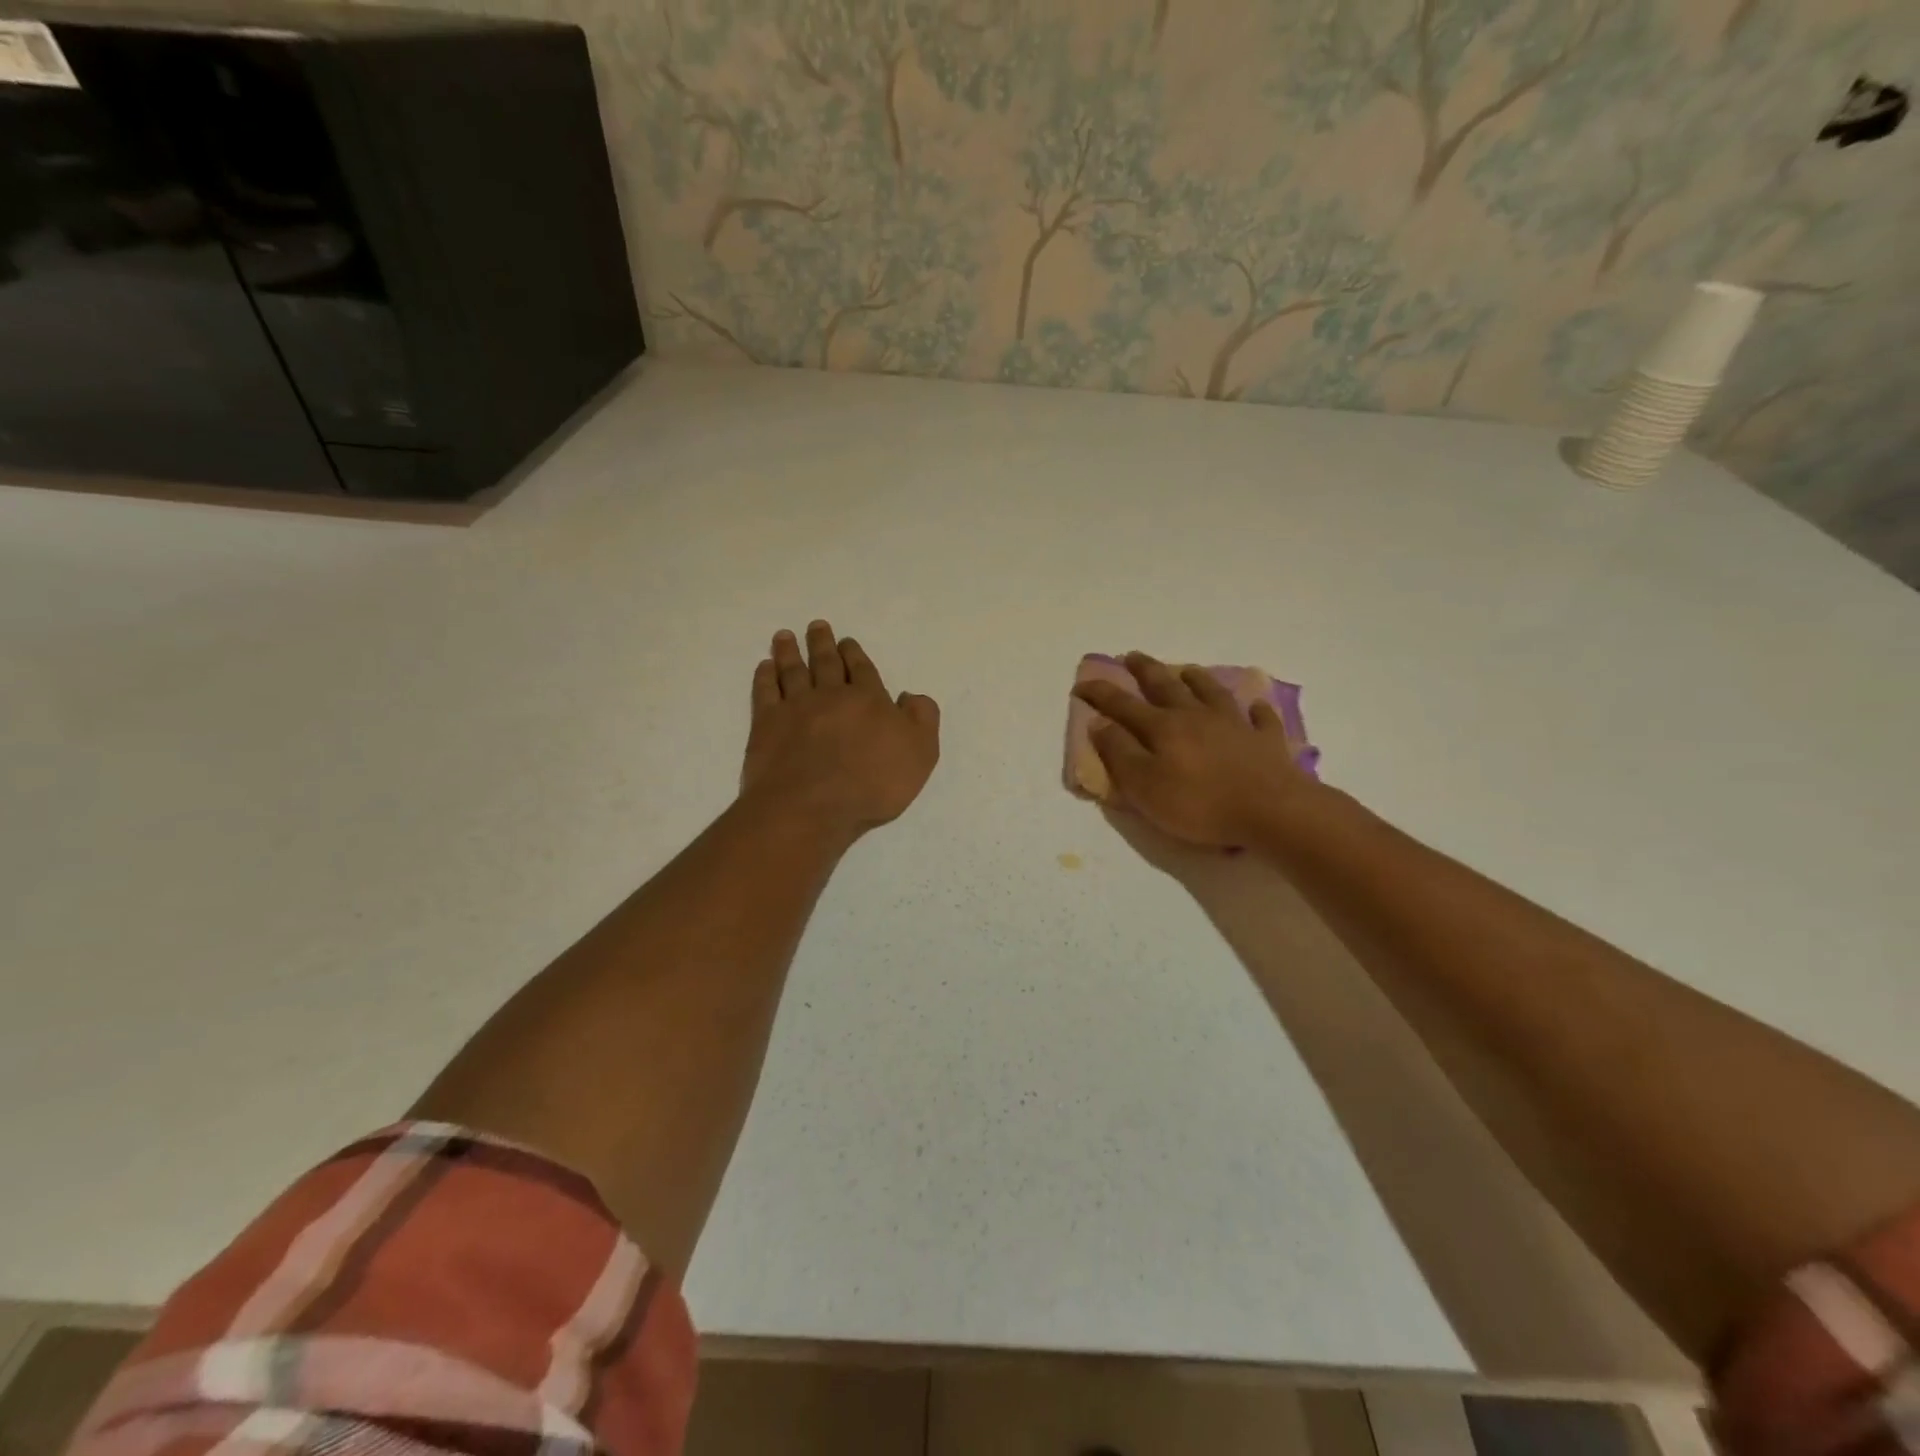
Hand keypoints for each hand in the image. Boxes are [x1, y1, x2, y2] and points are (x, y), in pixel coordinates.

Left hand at [740, 620, 940, 842]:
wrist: (812, 806)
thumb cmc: (872, 784)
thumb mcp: (920, 753)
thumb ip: (922, 719)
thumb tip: (909, 695)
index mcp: (869, 700)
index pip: (862, 670)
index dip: (854, 654)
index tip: (846, 641)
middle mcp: (831, 695)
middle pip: (826, 663)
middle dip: (822, 643)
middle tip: (815, 626)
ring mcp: (796, 707)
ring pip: (792, 671)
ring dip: (789, 652)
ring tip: (785, 636)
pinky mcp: (766, 724)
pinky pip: (765, 692)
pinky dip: (764, 677)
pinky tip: (764, 667)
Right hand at [1071, 652, 1317, 848]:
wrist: (1271, 810)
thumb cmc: (1199, 803)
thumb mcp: (1144, 785)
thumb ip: (1119, 752)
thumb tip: (1099, 722)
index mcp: (1162, 728)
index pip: (1122, 704)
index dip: (1100, 693)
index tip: (1081, 684)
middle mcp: (1196, 716)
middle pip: (1167, 686)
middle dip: (1146, 670)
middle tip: (1132, 656)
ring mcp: (1234, 724)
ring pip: (1211, 692)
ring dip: (1196, 679)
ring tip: (1188, 670)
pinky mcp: (1265, 740)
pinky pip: (1260, 718)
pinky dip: (1255, 710)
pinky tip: (1254, 706)